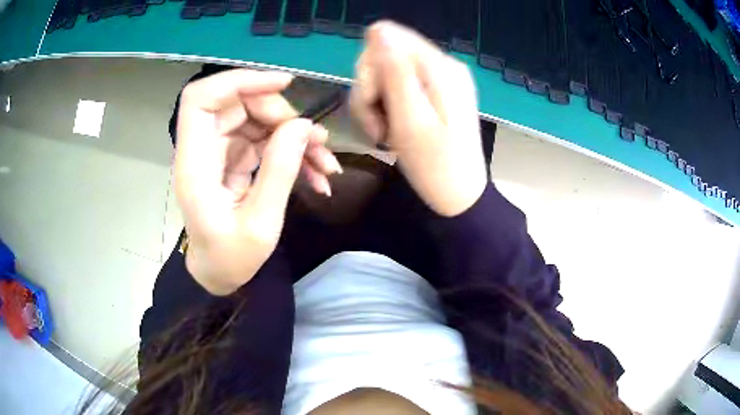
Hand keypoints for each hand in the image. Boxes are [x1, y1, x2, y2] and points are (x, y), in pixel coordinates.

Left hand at [175, 69, 339, 294]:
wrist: (220, 275)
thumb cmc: (231, 259)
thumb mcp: (260, 224)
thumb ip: (279, 171)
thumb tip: (302, 126)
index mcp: (195, 164)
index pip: (202, 99)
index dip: (239, 81)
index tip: (283, 84)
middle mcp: (204, 149)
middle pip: (238, 104)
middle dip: (281, 115)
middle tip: (315, 142)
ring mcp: (220, 152)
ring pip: (257, 120)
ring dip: (294, 135)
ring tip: (325, 164)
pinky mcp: (235, 158)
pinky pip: (265, 140)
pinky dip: (292, 151)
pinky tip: (317, 173)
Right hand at [350, 21, 487, 216]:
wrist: (459, 195)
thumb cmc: (434, 165)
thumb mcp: (410, 120)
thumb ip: (394, 72)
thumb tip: (378, 29)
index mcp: (439, 67)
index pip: (385, 38)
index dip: (370, 70)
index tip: (375, 103)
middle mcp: (441, 63)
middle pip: (383, 54)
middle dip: (370, 90)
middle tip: (379, 126)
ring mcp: (438, 77)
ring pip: (385, 72)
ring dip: (375, 103)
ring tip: (386, 134)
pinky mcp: (434, 91)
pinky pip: (396, 85)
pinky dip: (386, 107)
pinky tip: (392, 130)